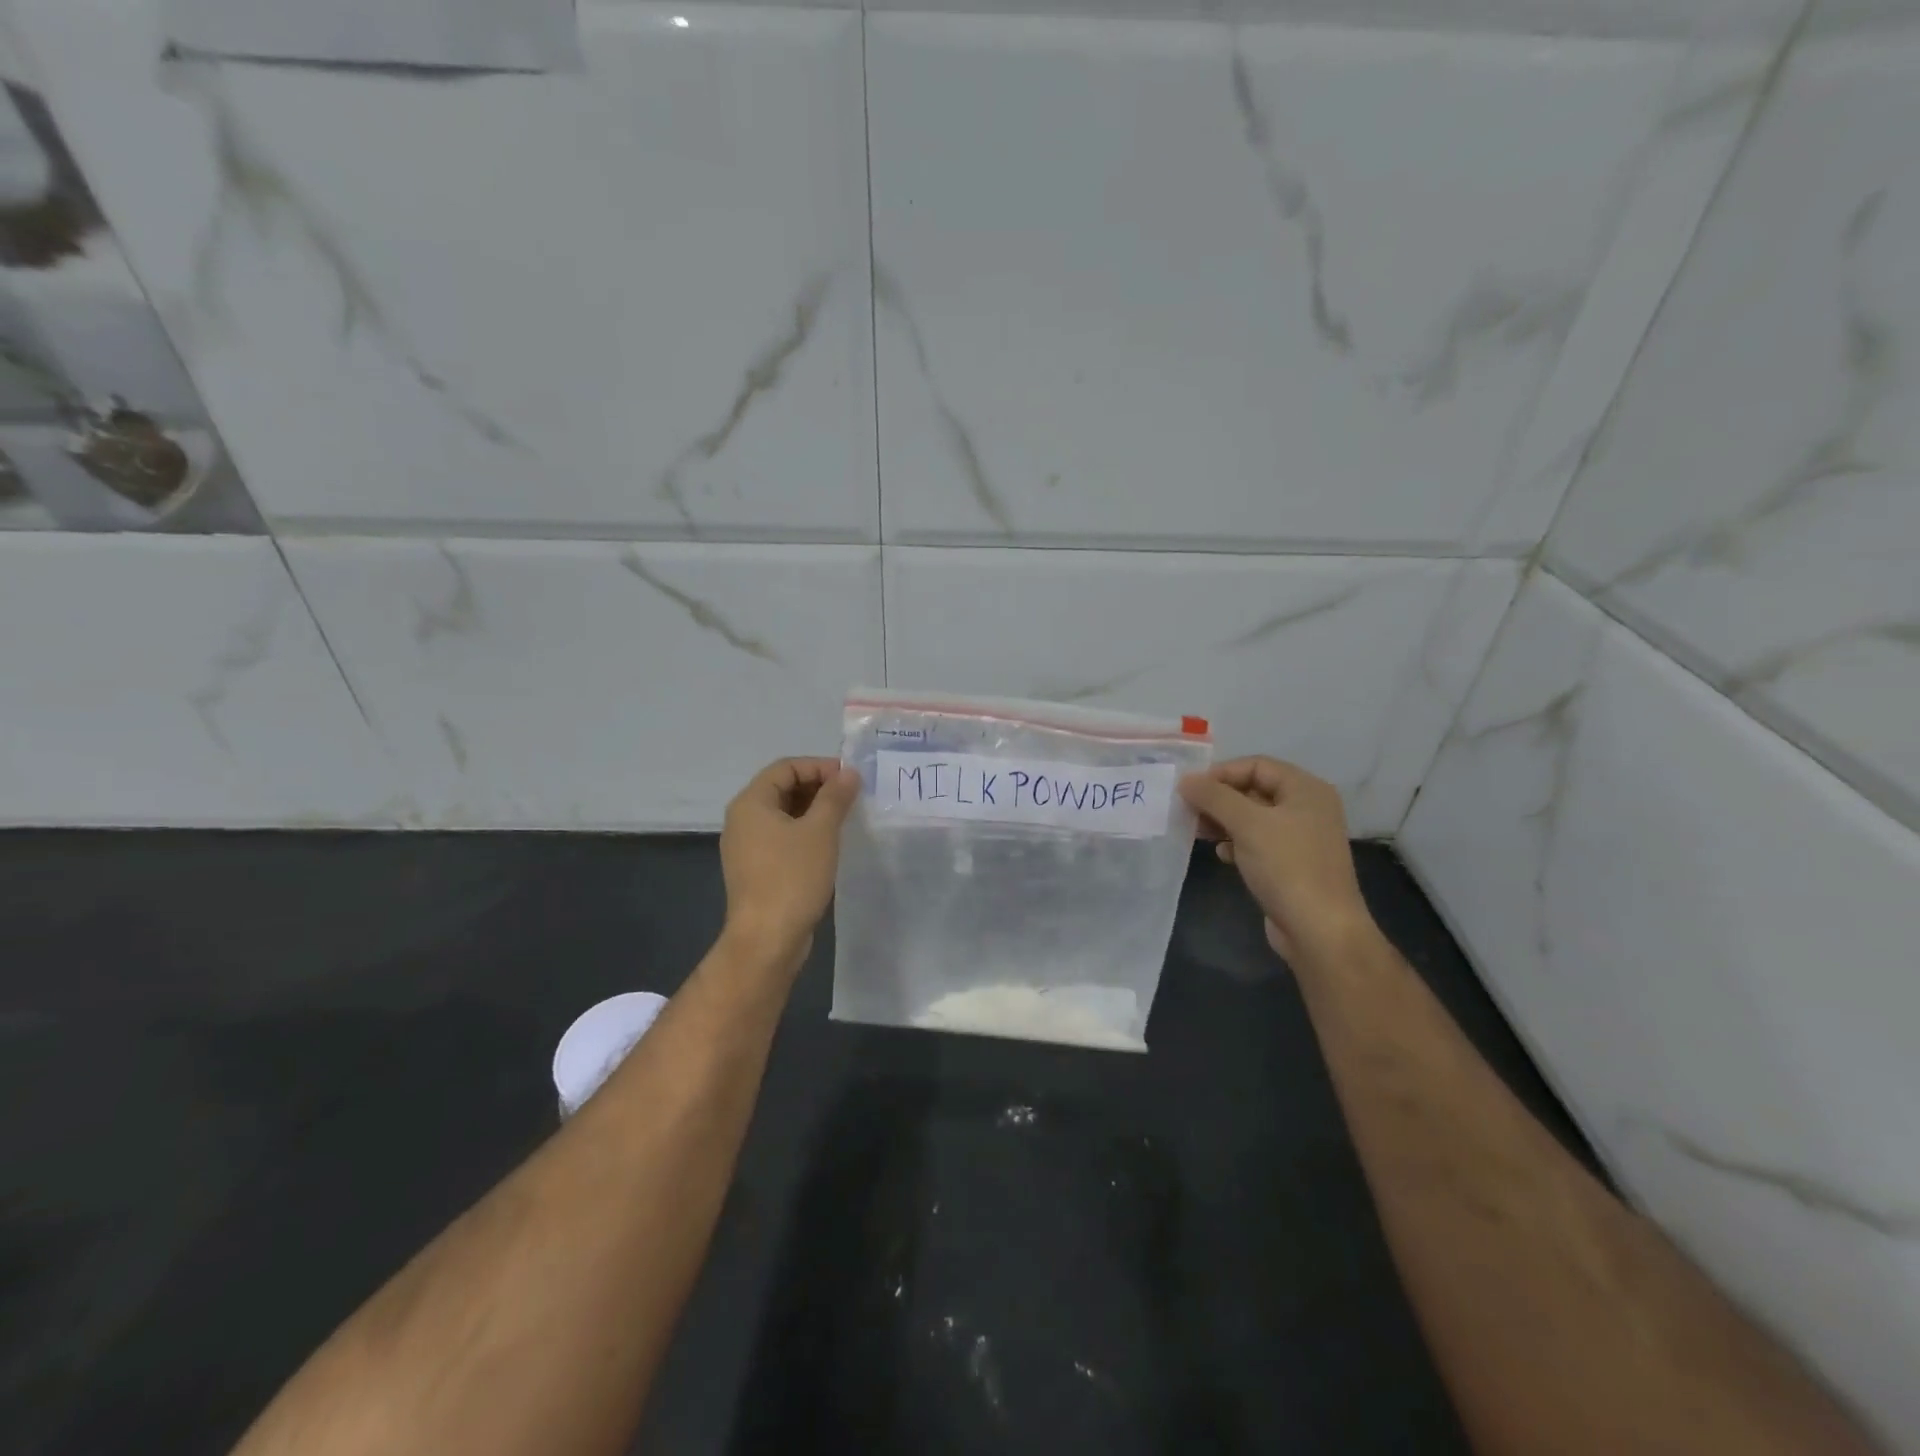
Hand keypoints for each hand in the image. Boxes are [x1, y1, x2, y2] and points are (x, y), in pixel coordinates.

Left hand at [720, 757, 861, 968]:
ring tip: (846, 819)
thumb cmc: (792, 877)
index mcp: (751, 803)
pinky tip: (829, 845)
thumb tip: (849, 773)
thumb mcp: (820, 831)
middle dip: (818, 787)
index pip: (786, 767)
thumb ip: (835, 796)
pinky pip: (782, 838)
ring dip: (814, 811)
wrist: (767, 939)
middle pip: (782, 788)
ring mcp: (747, 847)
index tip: (851, 779)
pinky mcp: (756, 869)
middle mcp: (742, 820)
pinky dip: (805, 833)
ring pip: (783, 814)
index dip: (819, 766)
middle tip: (852, 798)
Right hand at [1178, 756, 1376, 964]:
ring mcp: (1300, 838)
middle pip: (1253, 790)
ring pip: (1252, 818)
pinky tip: (1222, 855)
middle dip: (1219, 799)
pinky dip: (1236, 843)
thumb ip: (1214, 797)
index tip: (1190, 790)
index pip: (1256, 765)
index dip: (1221, 773)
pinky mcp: (1291, 864)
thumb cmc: (1287, 867)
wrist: (1320, 930)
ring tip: (1198, 832)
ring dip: (1223, 822)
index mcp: (1305, 789)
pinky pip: (1258, 843)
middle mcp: (1307, 808)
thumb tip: (1185, 780)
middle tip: (1188, 811)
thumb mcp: (1247, 824)